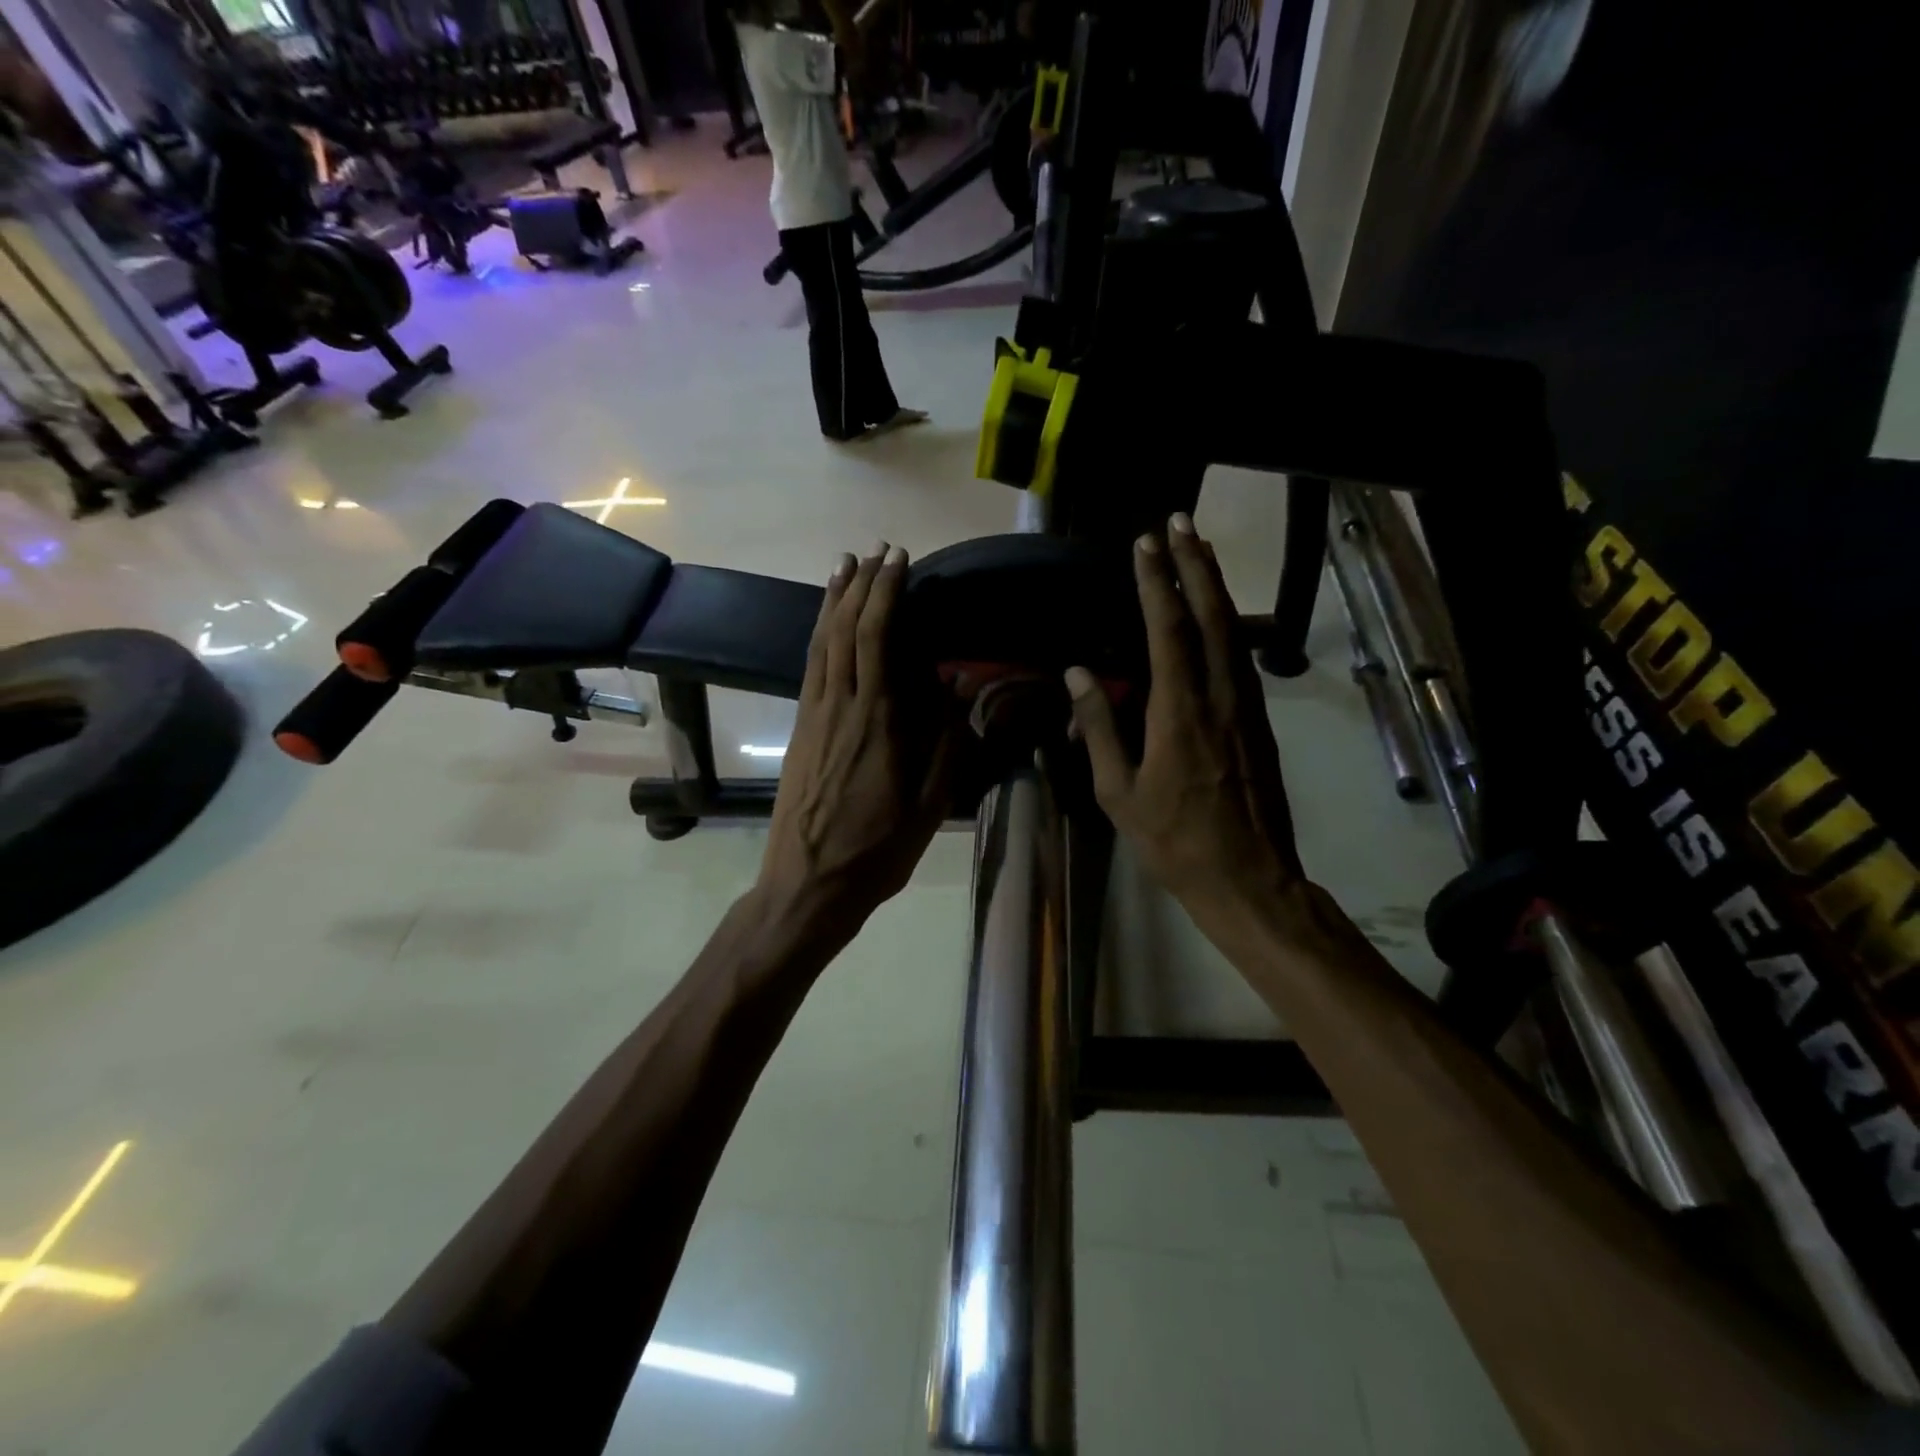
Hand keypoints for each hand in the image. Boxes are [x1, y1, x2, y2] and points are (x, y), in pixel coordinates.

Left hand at [757, 545, 954, 943]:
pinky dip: (818, 634)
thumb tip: (956, 685)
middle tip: (875, 551)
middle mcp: (840, 707)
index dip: (885, 594)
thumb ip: (946, 743)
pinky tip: (825, 622)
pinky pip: (809, 667)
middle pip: (844, 629)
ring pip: (820, 643)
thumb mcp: (929, 806)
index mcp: (877, 722)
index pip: (877, 638)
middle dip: (861, 585)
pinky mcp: (800, 730)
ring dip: (833, 600)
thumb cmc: (876, 850)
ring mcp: (813, 716)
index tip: (898, 562)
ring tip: (844, 565)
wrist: (807, 885)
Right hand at [1066, 513, 1305, 924]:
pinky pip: (1242, 657)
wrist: (1249, 879)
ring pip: (1234, 632)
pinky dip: (1229, 622)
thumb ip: (1099, 729)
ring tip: (1199, 551)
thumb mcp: (1119, 793)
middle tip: (1181, 522)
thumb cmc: (1173, 841)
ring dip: (1216, 586)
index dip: (1157, 583)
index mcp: (1180, 712)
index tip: (1145, 544)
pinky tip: (1219, 614)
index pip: (1169, 631)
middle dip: (1196, 564)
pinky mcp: (1259, 722)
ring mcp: (1246, 708)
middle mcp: (1219, 697)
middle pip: (1212, 615)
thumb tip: (1077, 674)